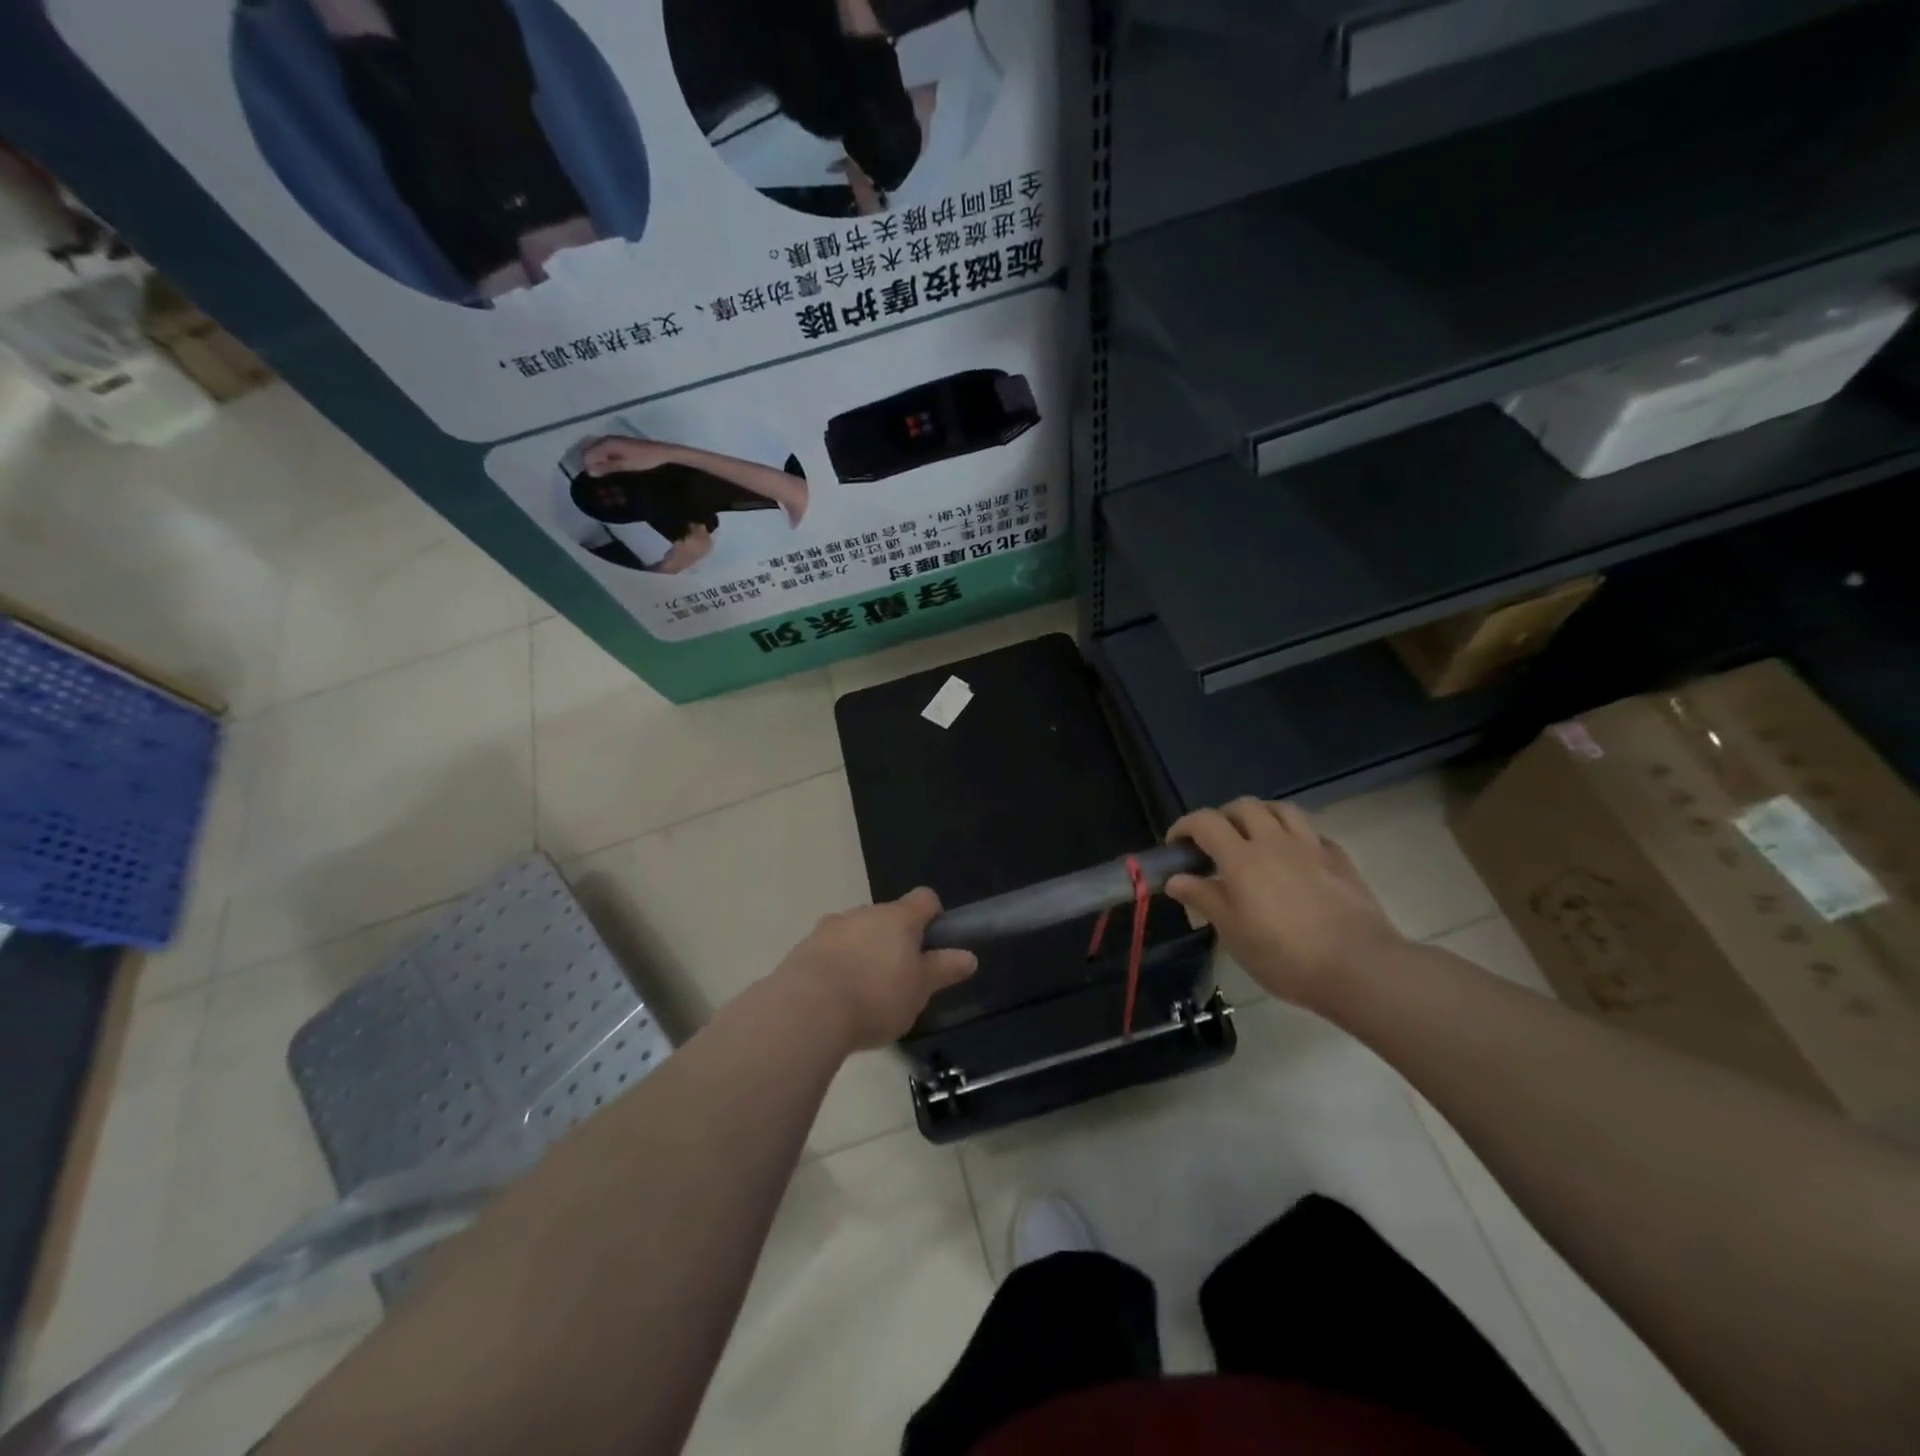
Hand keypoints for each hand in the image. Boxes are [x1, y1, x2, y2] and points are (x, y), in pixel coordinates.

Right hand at [583, 435, 679, 474]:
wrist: (664, 453)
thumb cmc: (645, 460)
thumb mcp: (625, 466)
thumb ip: (607, 468)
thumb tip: (589, 471)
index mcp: (606, 443)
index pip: (586, 455)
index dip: (588, 468)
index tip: (596, 481)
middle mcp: (607, 439)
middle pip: (590, 452)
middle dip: (591, 465)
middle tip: (600, 480)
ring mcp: (614, 441)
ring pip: (597, 453)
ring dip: (599, 464)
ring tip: (606, 478)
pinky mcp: (621, 445)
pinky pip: (606, 453)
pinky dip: (606, 461)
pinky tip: (613, 471)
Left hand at [775, 889, 976, 1050]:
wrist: (808, 1011)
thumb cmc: (877, 996)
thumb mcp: (920, 989)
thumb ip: (943, 969)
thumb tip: (969, 956)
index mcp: (899, 917)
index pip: (925, 898)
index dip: (933, 916)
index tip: (934, 944)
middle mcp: (864, 912)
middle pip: (887, 916)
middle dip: (895, 940)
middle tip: (900, 978)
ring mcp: (830, 927)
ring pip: (856, 932)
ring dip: (863, 951)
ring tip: (864, 992)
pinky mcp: (804, 948)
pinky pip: (829, 950)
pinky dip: (837, 965)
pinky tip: (836, 998)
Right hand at [1165, 799, 1406, 1011]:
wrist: (1359, 968)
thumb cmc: (1284, 955)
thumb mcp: (1233, 934)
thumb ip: (1204, 899)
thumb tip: (1176, 879)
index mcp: (1242, 858)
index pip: (1205, 822)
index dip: (1184, 827)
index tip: (1175, 846)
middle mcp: (1274, 842)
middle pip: (1244, 807)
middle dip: (1223, 817)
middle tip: (1214, 842)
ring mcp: (1311, 847)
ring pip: (1282, 809)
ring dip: (1261, 815)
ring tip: (1254, 837)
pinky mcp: (1340, 860)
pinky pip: (1313, 833)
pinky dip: (1296, 837)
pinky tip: (1295, 858)